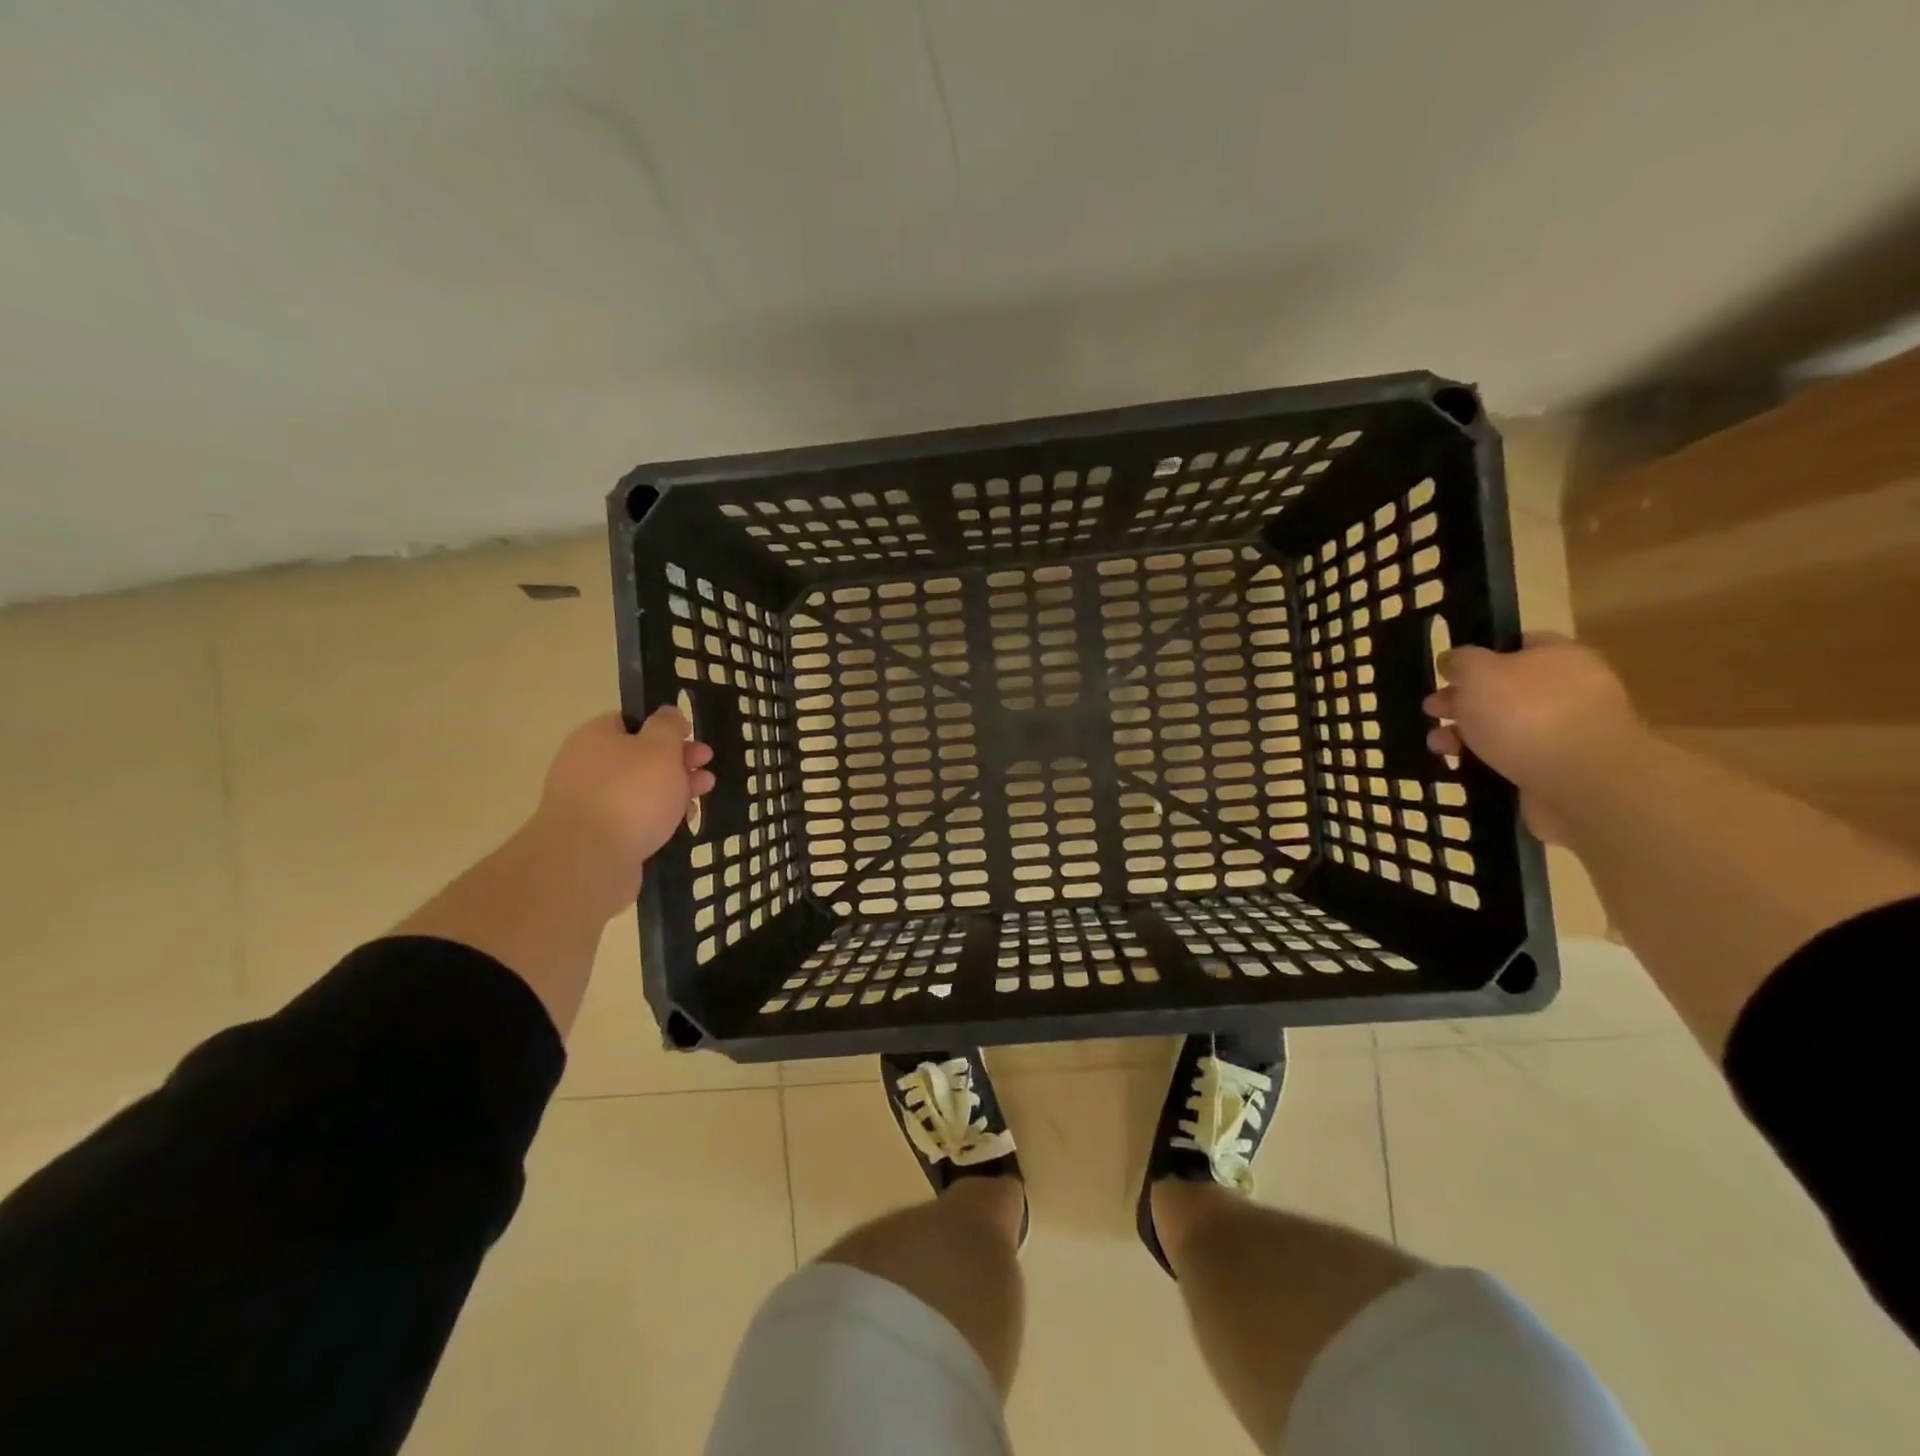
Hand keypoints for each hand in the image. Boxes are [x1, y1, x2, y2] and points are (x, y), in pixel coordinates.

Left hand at [530, 709, 714, 914]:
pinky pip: (633, 818)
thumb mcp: (660, 748)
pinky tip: (680, 824)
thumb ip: (668, 727)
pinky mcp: (597, 836)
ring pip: (640, 790)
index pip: (631, 721)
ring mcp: (589, 803)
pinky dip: (657, 818)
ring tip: (702, 796)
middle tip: (706, 767)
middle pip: (639, 756)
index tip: (691, 737)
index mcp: (596, 737)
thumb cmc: (630, 794)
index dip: (665, 727)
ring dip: (673, 790)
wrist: (589, 861)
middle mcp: (586, 766)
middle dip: (677, 761)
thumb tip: (668, 713)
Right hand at [1423, 634, 1644, 843]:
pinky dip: (1485, 760)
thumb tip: (1453, 660)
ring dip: (1466, 733)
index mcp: (1558, 656)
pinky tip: (1461, 766)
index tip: (1446, 672)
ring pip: (1504, 725)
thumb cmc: (1526, 714)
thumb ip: (1461, 661)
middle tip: (1432, 711)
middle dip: (1463, 700)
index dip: (1478, 655)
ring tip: (1438, 746)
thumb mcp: (1478, 673)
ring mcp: (1566, 731)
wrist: (1581, 782)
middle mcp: (1568, 689)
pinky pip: (1512, 757)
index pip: (1516, 645)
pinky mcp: (1559, 768)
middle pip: (1505, 688)